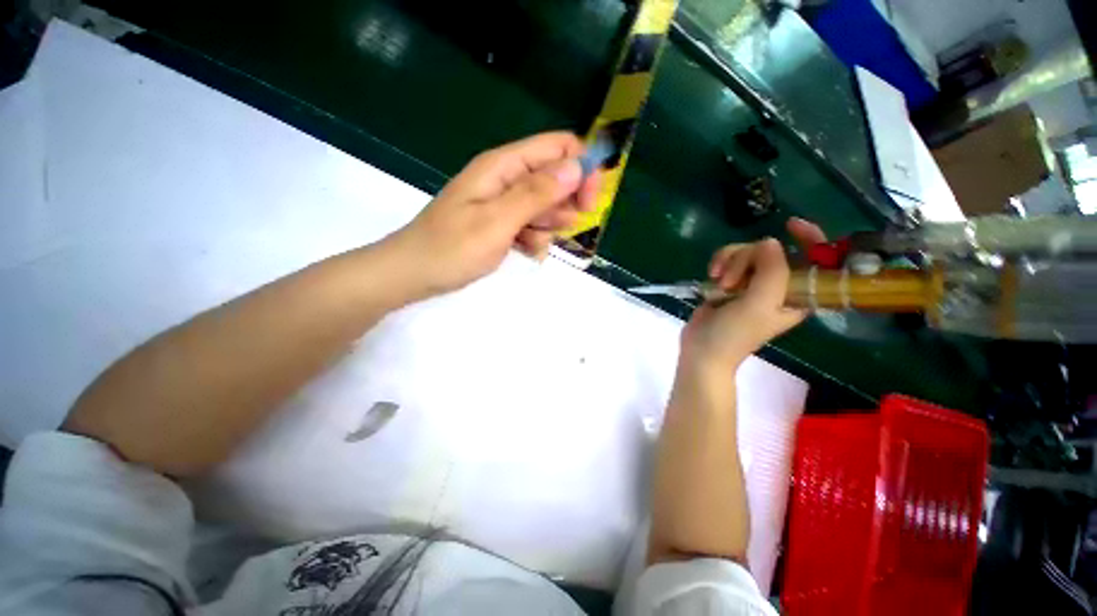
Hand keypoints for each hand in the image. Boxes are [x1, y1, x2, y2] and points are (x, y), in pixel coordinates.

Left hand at [386, 131, 598, 297]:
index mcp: (503, 166)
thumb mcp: (497, 222)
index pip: (558, 147)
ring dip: (548, 225)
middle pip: (556, 176)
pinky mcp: (502, 221)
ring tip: (529, 243)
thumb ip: (536, 194)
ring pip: (547, 204)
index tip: (588, 202)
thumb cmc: (451, 248)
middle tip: (556, 228)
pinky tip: (524, 251)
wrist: (414, 273)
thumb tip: (576, 167)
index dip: (581, 168)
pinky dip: (535, 238)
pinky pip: (533, 224)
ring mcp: (504, 201)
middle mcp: (506, 177)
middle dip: (564, 203)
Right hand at [680, 218, 826, 369]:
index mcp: (798, 293)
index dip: (810, 239)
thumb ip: (772, 271)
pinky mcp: (731, 282)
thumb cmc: (734, 334)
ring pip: (746, 252)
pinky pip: (729, 258)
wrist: (702, 349)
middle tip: (732, 282)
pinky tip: (711, 276)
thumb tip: (769, 242)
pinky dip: (719, 263)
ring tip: (719, 283)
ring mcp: (752, 283)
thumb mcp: (759, 304)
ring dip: (729, 262)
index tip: (790, 225)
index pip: (816, 259)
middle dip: (747, 259)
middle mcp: (778, 285)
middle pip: (771, 250)